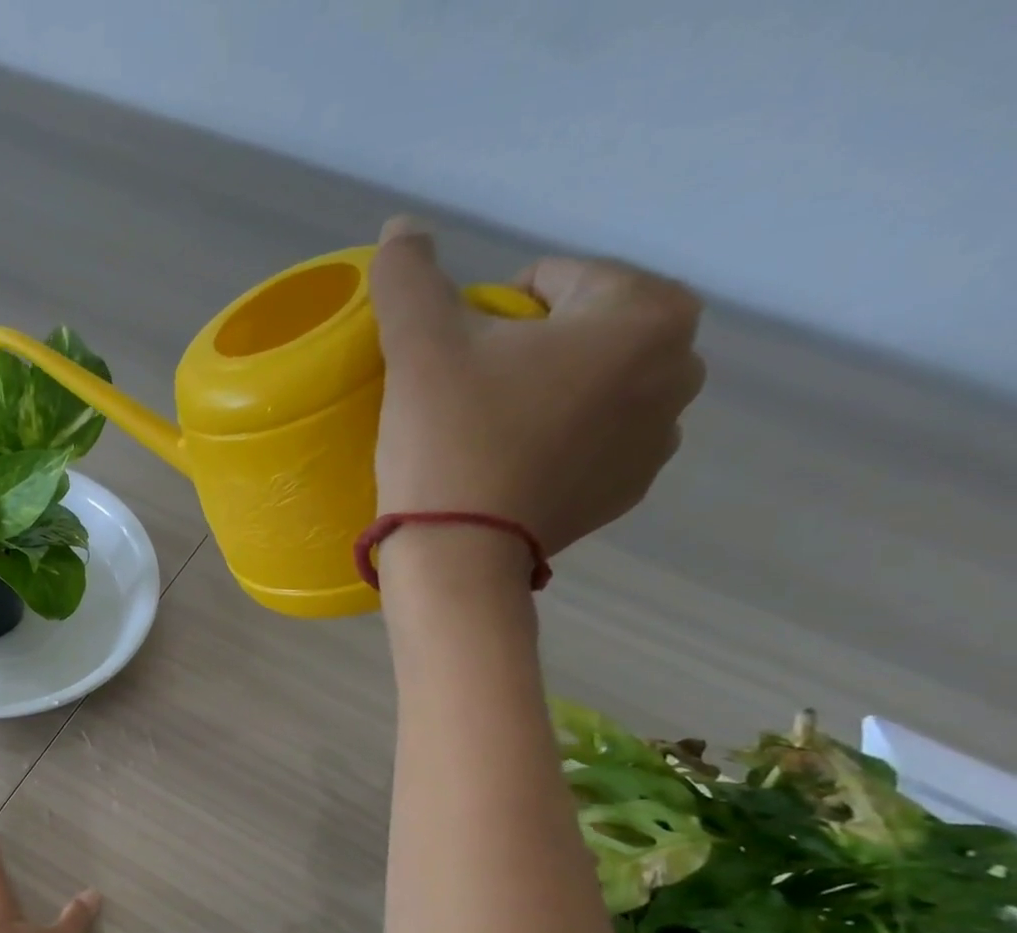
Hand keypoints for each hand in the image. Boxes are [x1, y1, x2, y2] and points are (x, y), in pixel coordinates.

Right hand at [370, 216, 705, 560]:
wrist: (457, 556)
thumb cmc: (449, 440)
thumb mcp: (419, 346)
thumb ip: (410, 276)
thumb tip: (400, 229)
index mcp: (647, 314)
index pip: (556, 280)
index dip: (491, 312)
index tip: (456, 360)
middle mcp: (681, 370)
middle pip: (580, 332)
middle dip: (527, 351)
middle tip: (467, 397)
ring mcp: (659, 440)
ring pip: (587, 388)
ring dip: (543, 395)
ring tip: (485, 436)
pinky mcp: (627, 492)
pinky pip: (589, 441)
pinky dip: (553, 442)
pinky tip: (507, 468)